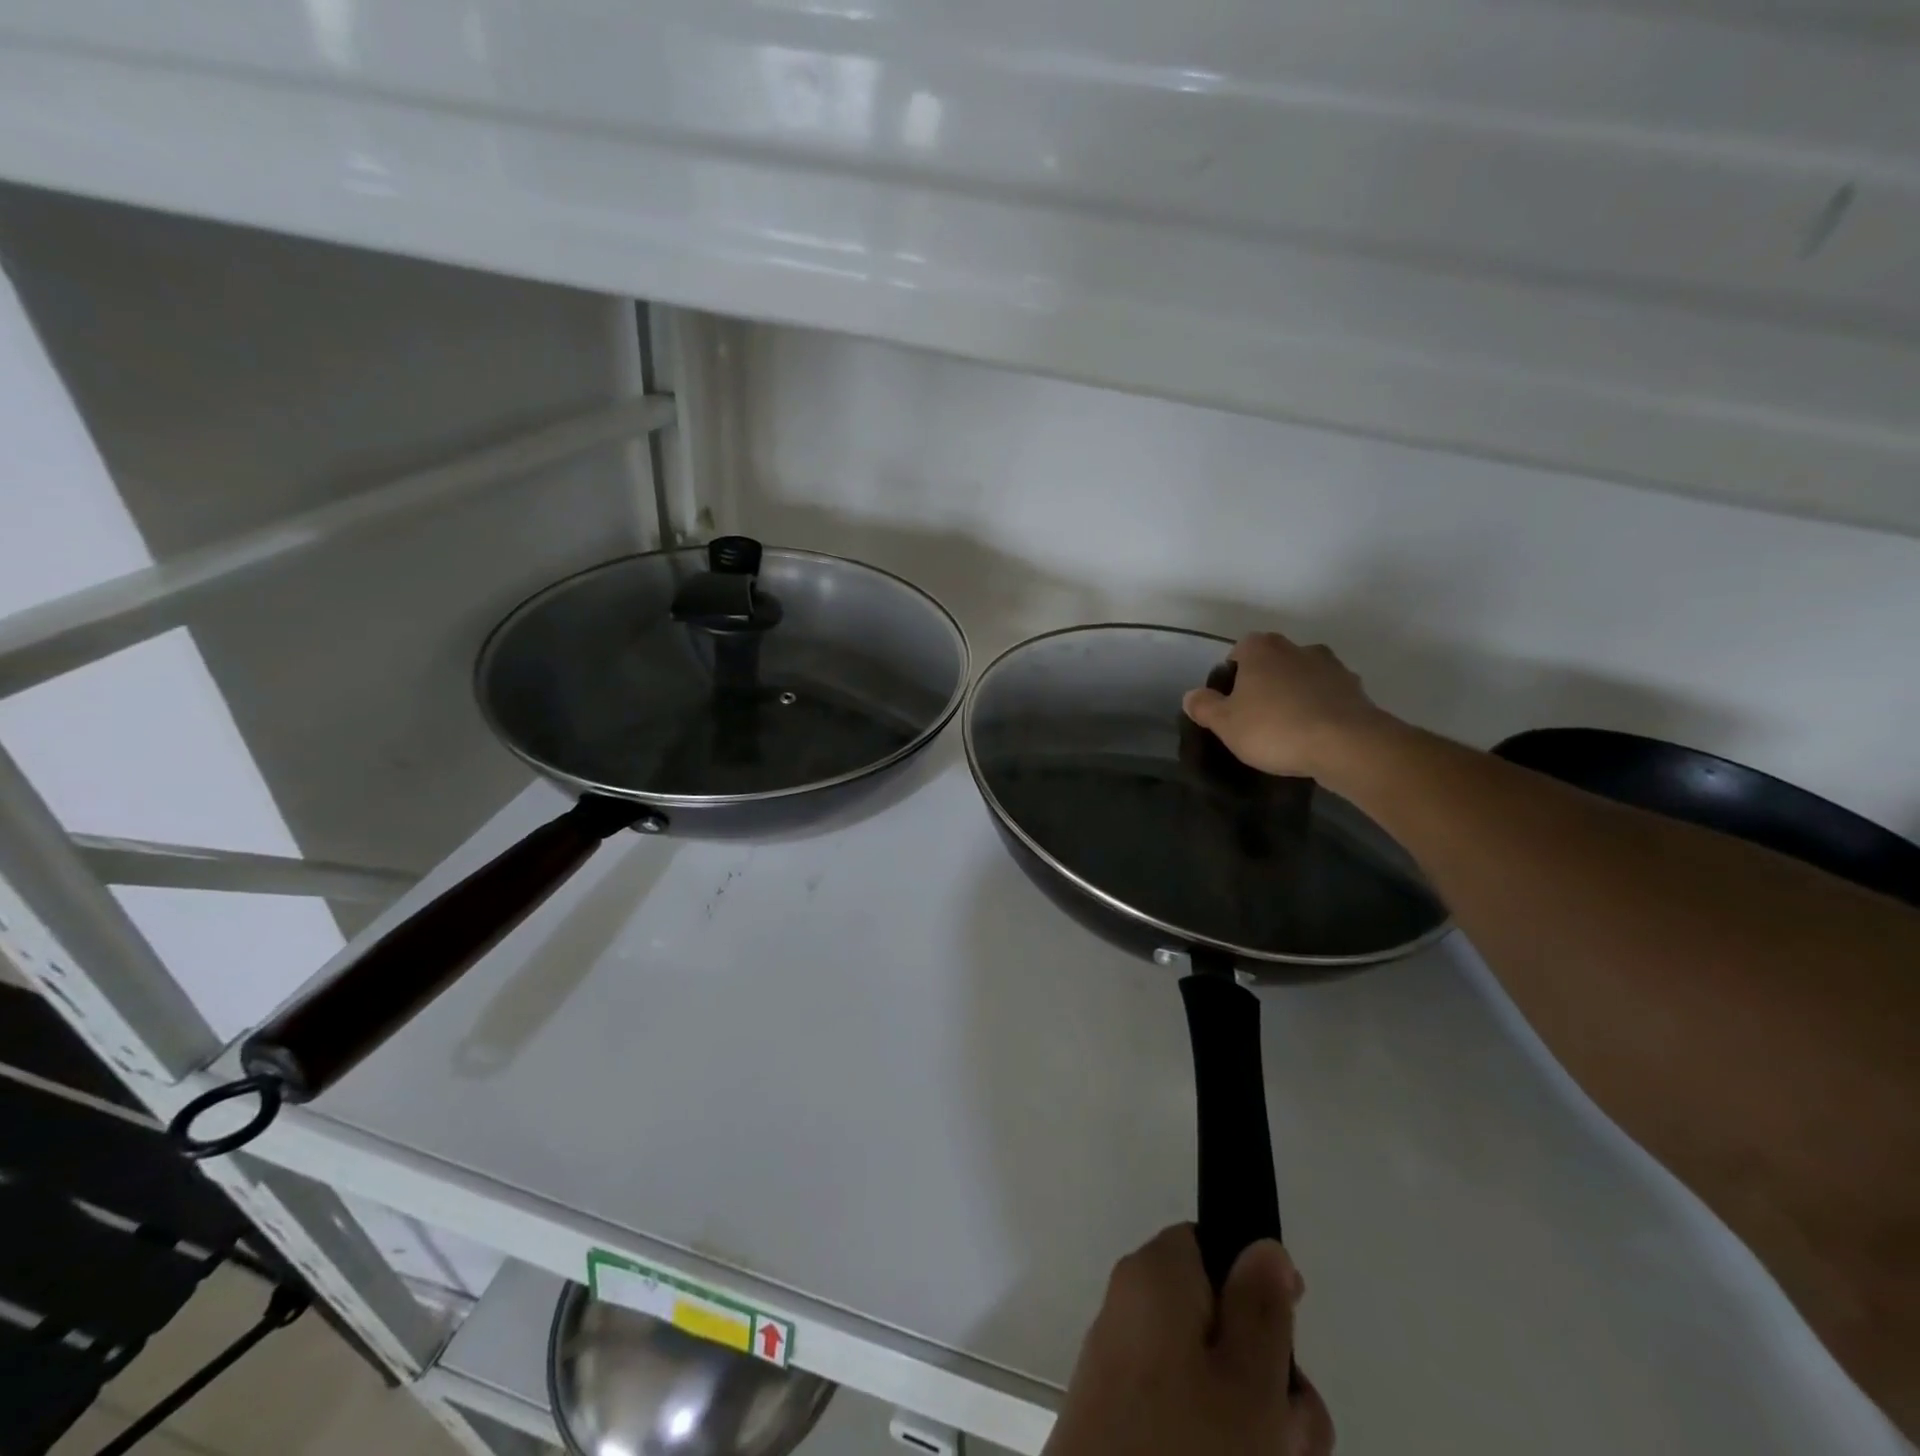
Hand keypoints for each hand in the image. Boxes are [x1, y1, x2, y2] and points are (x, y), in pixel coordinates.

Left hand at [1043, 1227, 1333, 1455]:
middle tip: (1290, 1437)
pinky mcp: (1120, 1422)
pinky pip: (1185, 1416)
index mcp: (1154, 1275)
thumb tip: (1264, 1246)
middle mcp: (1133, 1309)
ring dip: (1255, 1427)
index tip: (1289, 1341)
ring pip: (1210, 1383)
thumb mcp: (1247, 1381)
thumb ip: (1262, 1308)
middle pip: (1218, 1323)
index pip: (1209, 1247)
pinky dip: (1220, 1445)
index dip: (1257, 1289)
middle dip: (1269, 1380)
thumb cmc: (1184, 1450)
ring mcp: (1123, 1370)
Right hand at [1183, 632, 1396, 780]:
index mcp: (1262, 649)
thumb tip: (1192, 696)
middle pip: (1273, 661)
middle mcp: (1297, 648)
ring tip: (1287, 727)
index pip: (1239, 650)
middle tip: (1256, 715)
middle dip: (1264, 682)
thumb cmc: (1275, 728)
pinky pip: (1328, 696)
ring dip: (1295, 694)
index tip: (1231, 702)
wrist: (1347, 745)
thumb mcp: (1225, 723)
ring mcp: (1331, 667)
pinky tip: (1313, 734)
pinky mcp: (1356, 690)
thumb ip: (1204, 707)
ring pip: (1303, 676)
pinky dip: (1320, 708)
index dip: (1232, 675)